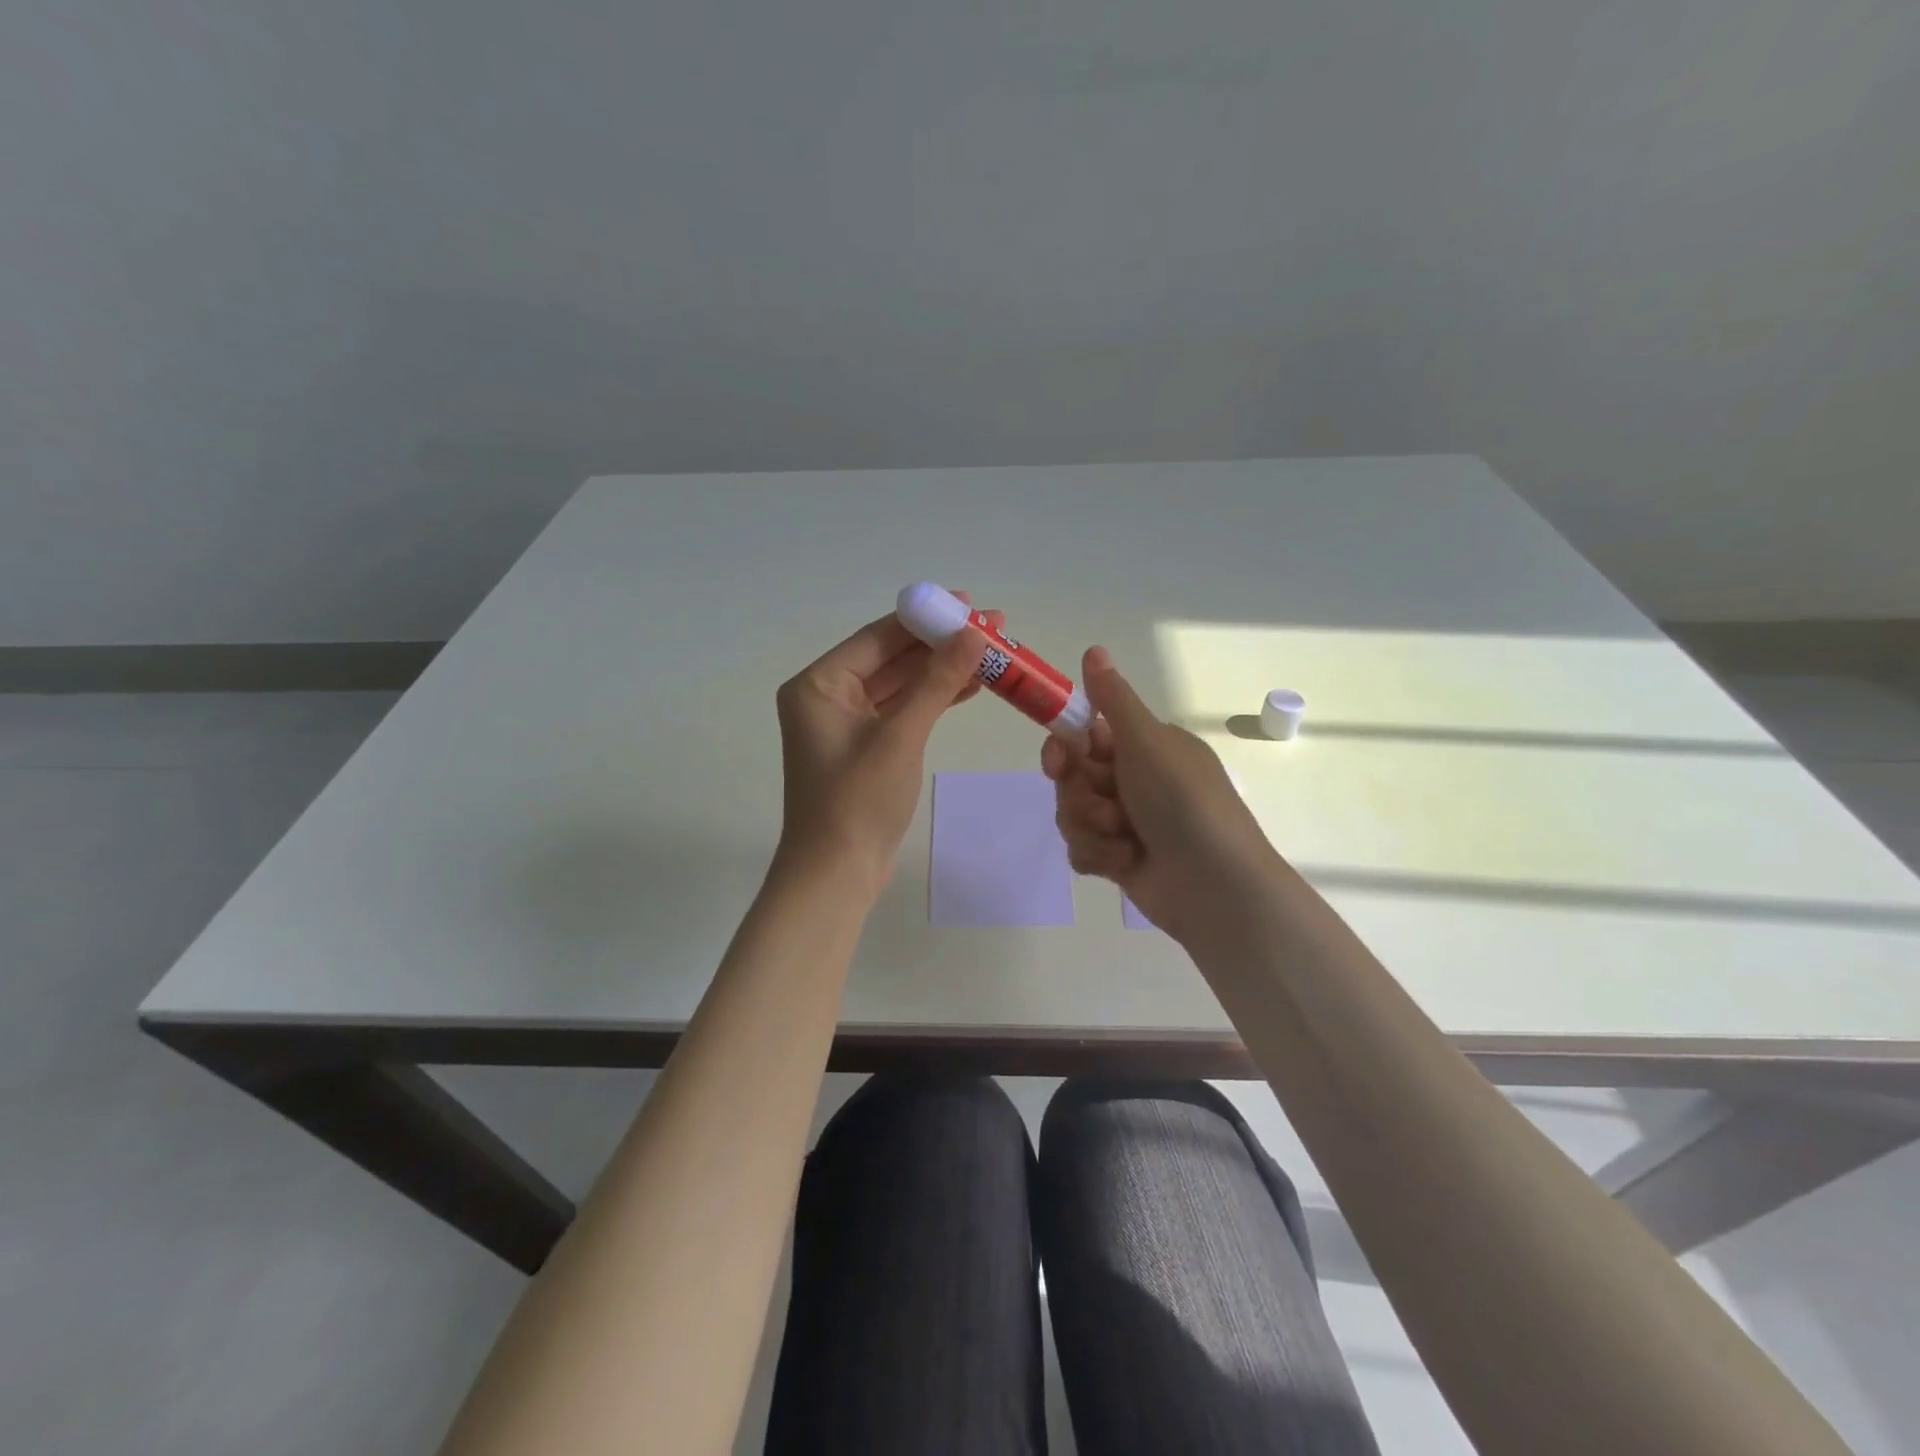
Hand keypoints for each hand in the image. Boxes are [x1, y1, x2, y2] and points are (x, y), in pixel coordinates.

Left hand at [775, 600, 994, 890]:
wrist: (837, 874)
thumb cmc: (859, 801)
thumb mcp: (901, 736)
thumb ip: (936, 682)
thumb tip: (974, 633)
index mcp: (819, 684)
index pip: (878, 637)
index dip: (925, 618)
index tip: (969, 603)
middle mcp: (828, 696)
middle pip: (891, 657)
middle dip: (940, 643)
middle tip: (993, 628)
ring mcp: (846, 722)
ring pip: (900, 684)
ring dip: (942, 670)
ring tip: (993, 653)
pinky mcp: (866, 746)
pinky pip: (902, 710)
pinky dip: (934, 699)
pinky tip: (972, 685)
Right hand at [1042, 646, 1281, 944]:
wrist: (1214, 884)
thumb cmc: (1182, 802)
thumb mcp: (1147, 742)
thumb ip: (1112, 699)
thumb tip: (1094, 648)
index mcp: (1145, 747)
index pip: (1085, 735)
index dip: (1065, 747)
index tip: (1059, 758)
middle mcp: (1134, 780)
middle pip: (1071, 777)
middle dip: (1081, 794)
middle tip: (1104, 804)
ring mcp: (1125, 821)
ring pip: (1071, 814)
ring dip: (1092, 827)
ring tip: (1126, 839)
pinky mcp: (1118, 859)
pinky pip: (1082, 848)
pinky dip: (1099, 856)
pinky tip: (1124, 863)